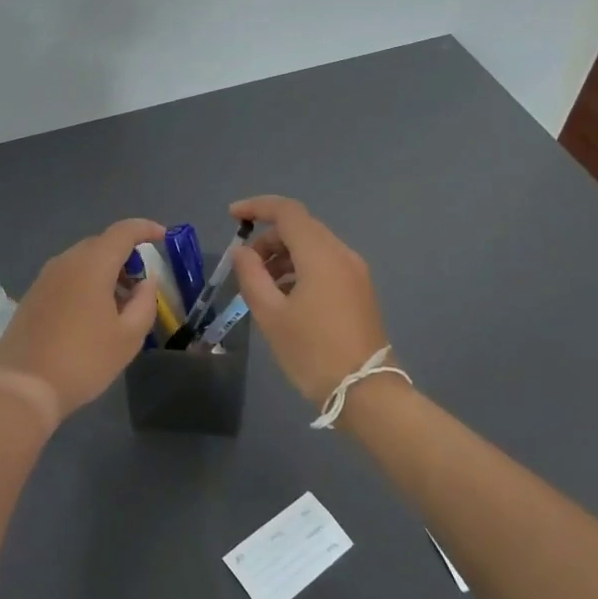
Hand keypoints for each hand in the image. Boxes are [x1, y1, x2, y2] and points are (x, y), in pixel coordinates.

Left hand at [0, 218, 164, 418]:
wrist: (23, 387)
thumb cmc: (83, 361)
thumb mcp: (128, 337)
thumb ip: (145, 302)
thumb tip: (146, 280)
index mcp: (91, 264)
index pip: (123, 231)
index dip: (146, 229)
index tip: (163, 237)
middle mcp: (66, 261)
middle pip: (102, 244)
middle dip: (126, 256)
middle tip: (142, 284)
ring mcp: (45, 277)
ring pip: (82, 260)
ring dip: (105, 271)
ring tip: (119, 304)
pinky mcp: (32, 294)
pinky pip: (66, 276)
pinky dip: (86, 282)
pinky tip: (92, 314)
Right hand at [230, 196, 390, 406]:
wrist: (365, 392)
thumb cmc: (312, 352)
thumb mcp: (271, 315)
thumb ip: (251, 276)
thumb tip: (241, 252)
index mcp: (321, 255)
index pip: (287, 211)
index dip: (257, 207)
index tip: (231, 217)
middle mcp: (342, 254)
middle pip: (300, 227)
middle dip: (268, 238)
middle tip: (245, 266)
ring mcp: (355, 272)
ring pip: (313, 246)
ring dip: (283, 255)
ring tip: (262, 287)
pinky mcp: (360, 290)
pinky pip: (325, 264)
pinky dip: (300, 269)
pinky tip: (285, 297)